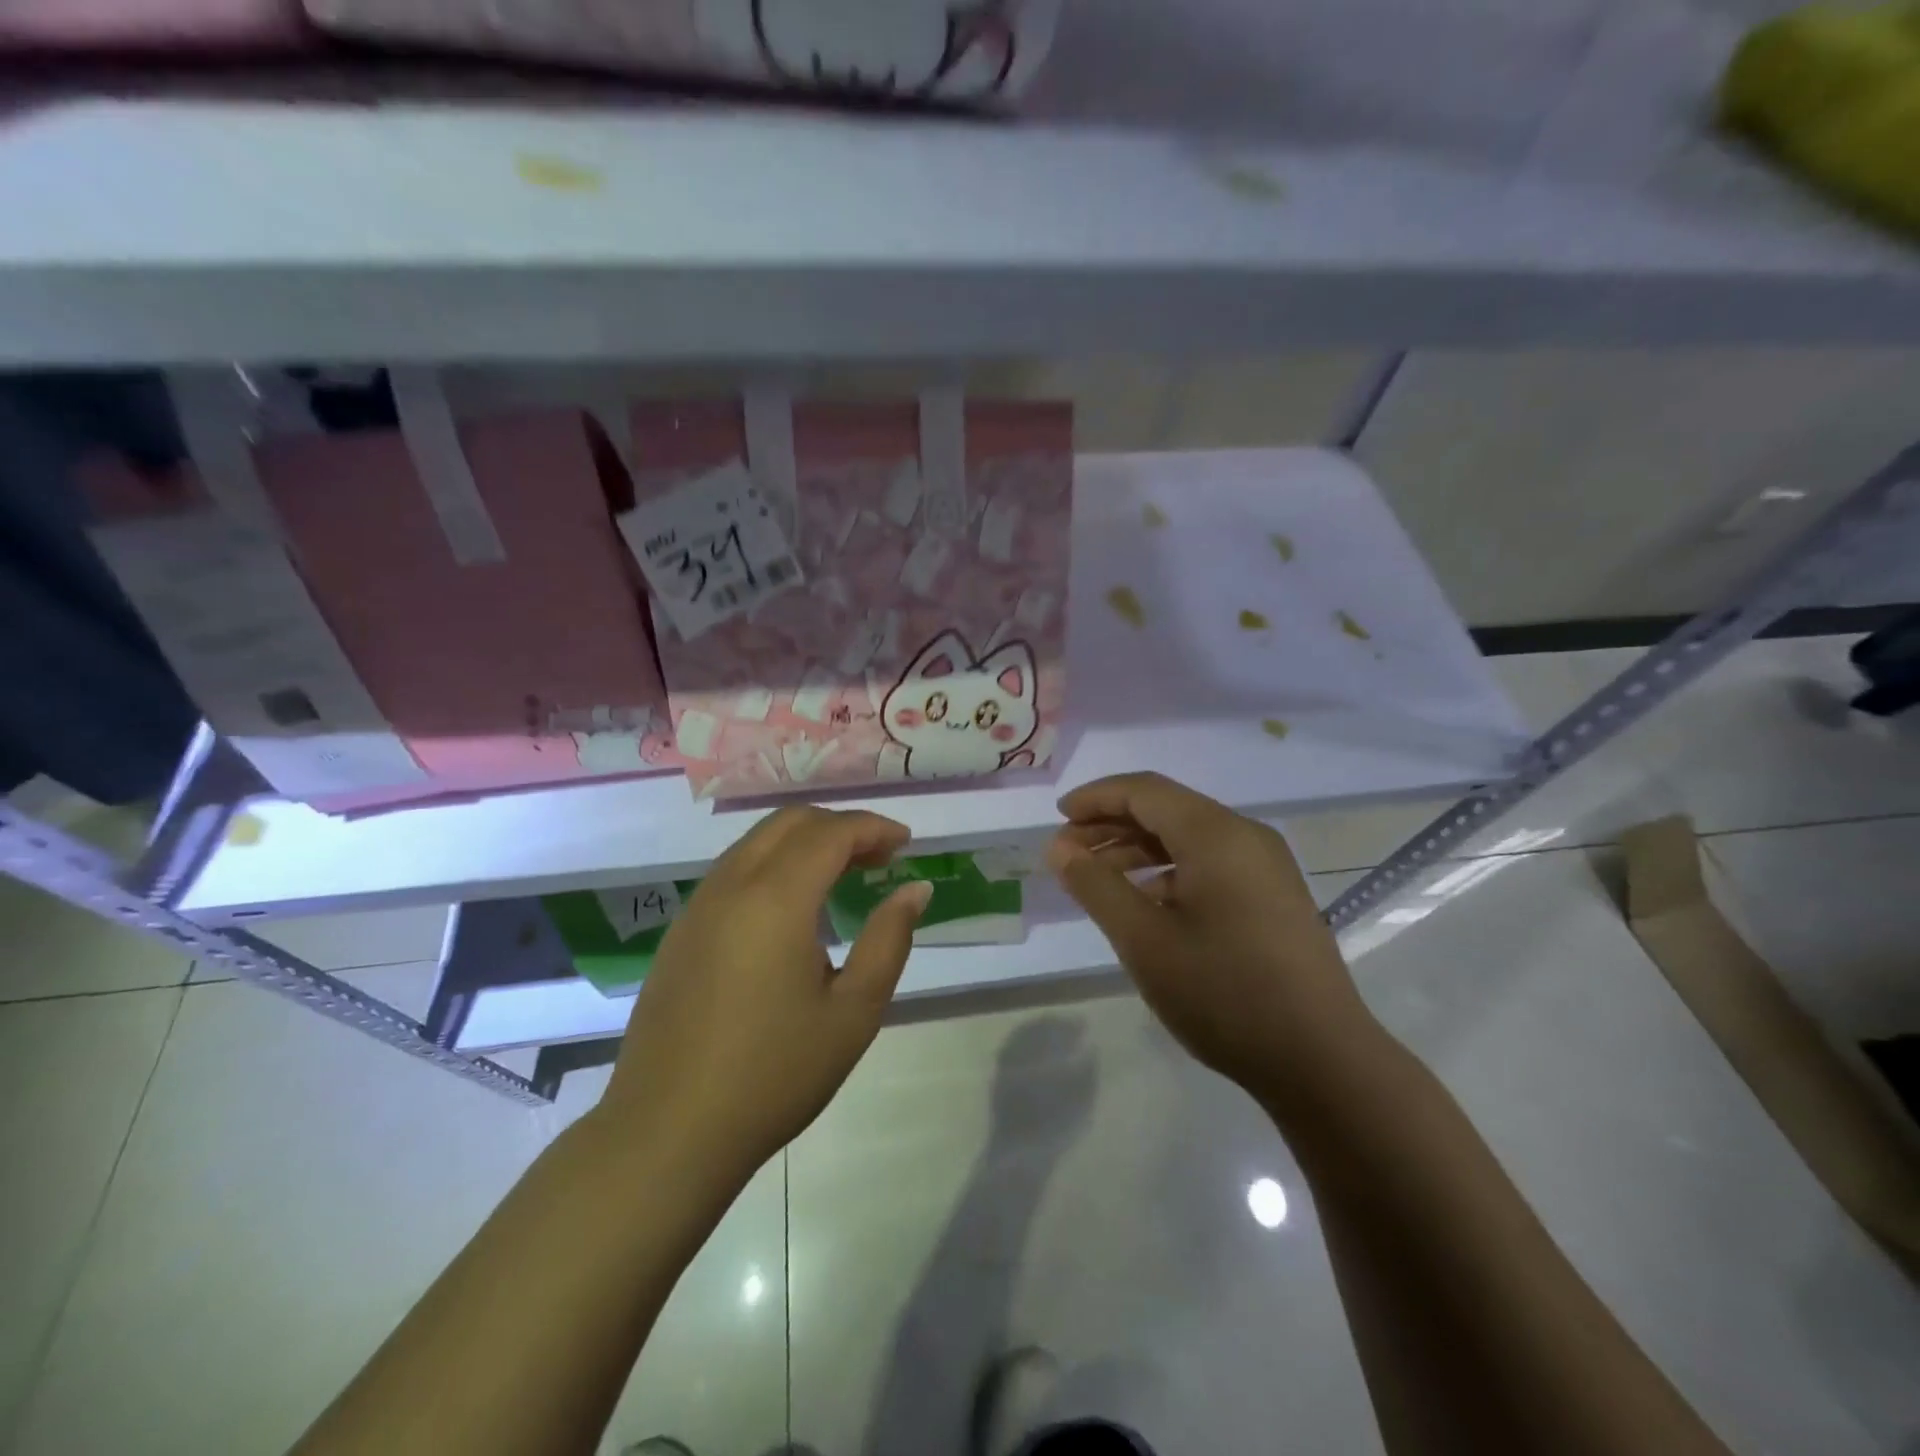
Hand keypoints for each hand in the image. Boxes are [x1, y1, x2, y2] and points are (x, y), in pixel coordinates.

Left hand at [598, 806, 930, 1190]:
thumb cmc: (774, 1074)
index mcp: (775, 899)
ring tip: (843, 875)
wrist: (668, 1133)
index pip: (831, 832)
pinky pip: (734, 870)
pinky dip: (773, 864)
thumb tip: (914, 889)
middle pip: (789, 822)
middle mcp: (731, 886)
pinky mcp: (681, 931)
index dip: (874, 828)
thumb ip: (889, 940)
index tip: (906, 844)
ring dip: (804, 842)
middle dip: (840, 826)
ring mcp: (698, 906)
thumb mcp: (853, 1013)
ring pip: (757, 841)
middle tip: (879, 857)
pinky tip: (792, 908)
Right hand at [1046, 773, 1384, 1107]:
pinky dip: (1168, 871)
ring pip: (1188, 838)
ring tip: (1097, 878)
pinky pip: (1210, 863)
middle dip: (1112, 824)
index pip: (1144, 791)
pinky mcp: (1273, 896)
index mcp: (1216, 834)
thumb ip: (1096, 885)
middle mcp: (1245, 836)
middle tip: (1068, 853)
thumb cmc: (1224, 993)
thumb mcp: (1144, 940)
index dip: (1095, 798)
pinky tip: (1146, 902)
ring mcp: (1265, 866)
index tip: (1057, 819)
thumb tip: (1059, 847)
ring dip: (1138, 849)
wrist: (1322, 1061)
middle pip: (1166, 809)